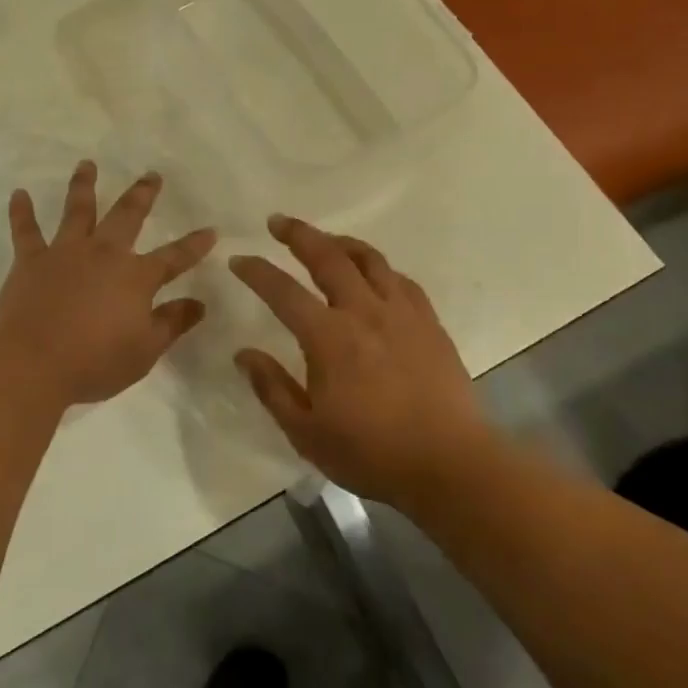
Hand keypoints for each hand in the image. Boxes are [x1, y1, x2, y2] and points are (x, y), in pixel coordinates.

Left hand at [0, 160, 216, 406]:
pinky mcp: (30, 261)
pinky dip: (21, 211)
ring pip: (77, 210)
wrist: (30, 363)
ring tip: (87, 164)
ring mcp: (65, 253)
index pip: (174, 257)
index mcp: (136, 277)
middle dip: (142, 194)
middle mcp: (103, 254)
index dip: (194, 245)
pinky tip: (19, 194)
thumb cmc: (94, 362)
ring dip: (84, 185)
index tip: (211, 230)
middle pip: (127, 216)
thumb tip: (199, 303)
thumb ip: (172, 323)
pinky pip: (25, 230)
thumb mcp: (144, 350)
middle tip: (151, 175)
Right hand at [230, 216, 497, 507]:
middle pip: (328, 258)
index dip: (257, 272)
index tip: (238, 259)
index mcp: (329, 338)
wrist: (449, 464)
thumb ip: (272, 388)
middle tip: (278, 222)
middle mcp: (364, 312)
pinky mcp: (429, 323)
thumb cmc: (371, 453)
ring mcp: (402, 313)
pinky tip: (373, 275)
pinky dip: (379, 268)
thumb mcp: (306, 432)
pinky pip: (401, 279)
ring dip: (341, 243)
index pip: (283, 292)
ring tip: (325, 240)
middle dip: (299, 234)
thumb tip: (243, 354)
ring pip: (369, 259)